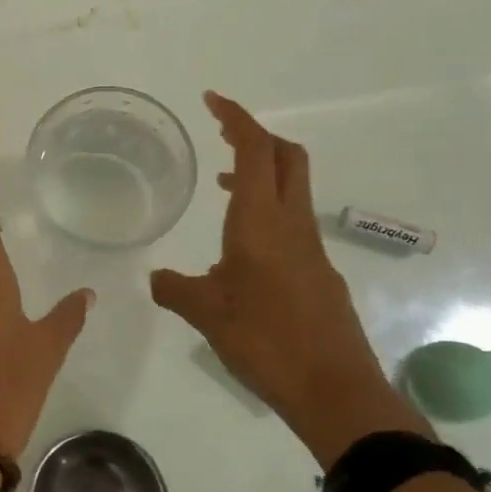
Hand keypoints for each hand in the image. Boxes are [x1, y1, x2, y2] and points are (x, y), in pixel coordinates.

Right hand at [149, 92, 429, 466]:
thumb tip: (156, 279)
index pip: (256, 150)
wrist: (333, 390)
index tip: (212, 101)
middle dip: (256, 137)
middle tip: (222, 136)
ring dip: (262, 174)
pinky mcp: (319, 272)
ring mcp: (311, 248)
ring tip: (223, 186)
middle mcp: (292, 224)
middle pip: (286, 157)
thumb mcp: (206, 314)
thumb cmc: (265, 341)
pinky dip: (269, 210)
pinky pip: (294, 222)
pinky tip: (243, 248)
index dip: (237, 119)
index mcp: (261, 222)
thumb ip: (176, 290)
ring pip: (292, 189)